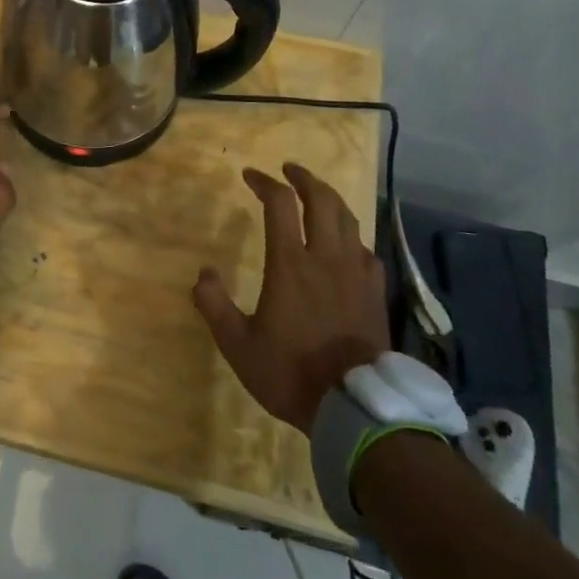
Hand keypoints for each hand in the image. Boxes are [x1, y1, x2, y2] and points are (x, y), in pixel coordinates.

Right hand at [193, 163, 390, 433]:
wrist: (355, 408)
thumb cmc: (291, 373)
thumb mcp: (238, 345)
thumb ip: (215, 306)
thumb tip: (204, 274)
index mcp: (290, 264)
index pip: (279, 203)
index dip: (264, 182)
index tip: (250, 175)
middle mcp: (325, 258)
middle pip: (322, 199)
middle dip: (304, 178)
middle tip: (288, 170)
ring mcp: (355, 273)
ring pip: (348, 219)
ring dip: (330, 199)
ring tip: (316, 195)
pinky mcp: (374, 292)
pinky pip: (365, 249)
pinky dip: (351, 236)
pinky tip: (345, 244)